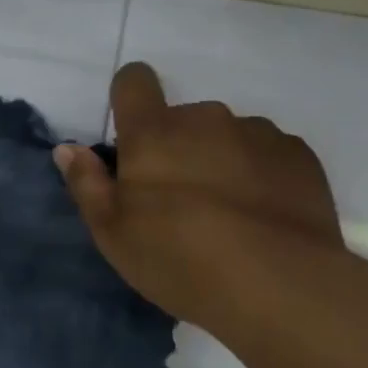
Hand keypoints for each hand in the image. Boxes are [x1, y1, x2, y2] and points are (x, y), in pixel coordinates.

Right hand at [55, 62, 353, 340]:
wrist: (281, 286)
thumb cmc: (180, 258)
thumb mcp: (114, 234)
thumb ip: (87, 184)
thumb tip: (68, 149)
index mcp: (153, 132)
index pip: (134, 81)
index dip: (129, 96)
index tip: (133, 133)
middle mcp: (205, 119)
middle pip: (183, 118)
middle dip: (178, 146)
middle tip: (182, 201)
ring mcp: (257, 133)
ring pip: (228, 136)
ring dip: (221, 159)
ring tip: (231, 214)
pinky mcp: (299, 156)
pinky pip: (269, 154)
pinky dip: (262, 174)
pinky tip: (265, 218)